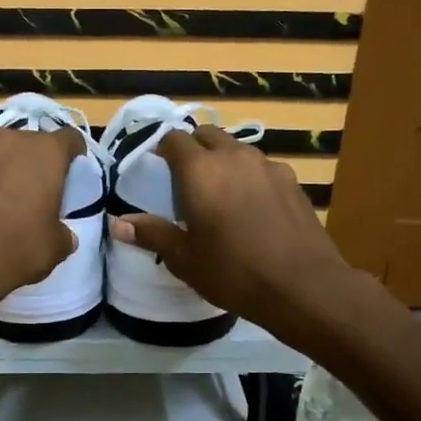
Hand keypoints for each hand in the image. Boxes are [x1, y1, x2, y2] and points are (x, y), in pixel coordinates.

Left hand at [0, 126, 82, 318]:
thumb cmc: (17, 249)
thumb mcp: (57, 247)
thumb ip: (63, 230)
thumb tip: (60, 233)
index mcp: (43, 152)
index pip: (70, 139)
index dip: (74, 156)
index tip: (73, 175)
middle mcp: (7, 141)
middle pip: (29, 143)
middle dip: (35, 163)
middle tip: (37, 192)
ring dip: (2, 170)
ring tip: (3, 201)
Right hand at [110, 125, 361, 338]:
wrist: (303, 286)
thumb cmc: (233, 271)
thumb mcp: (184, 258)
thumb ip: (152, 233)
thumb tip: (117, 223)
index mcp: (200, 170)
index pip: (174, 138)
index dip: (163, 149)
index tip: (157, 170)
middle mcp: (234, 156)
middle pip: (207, 135)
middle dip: (193, 149)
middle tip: (185, 181)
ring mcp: (268, 166)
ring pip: (237, 149)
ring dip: (223, 161)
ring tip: (219, 194)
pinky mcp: (292, 181)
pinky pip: (262, 167)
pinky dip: (249, 177)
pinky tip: (252, 208)